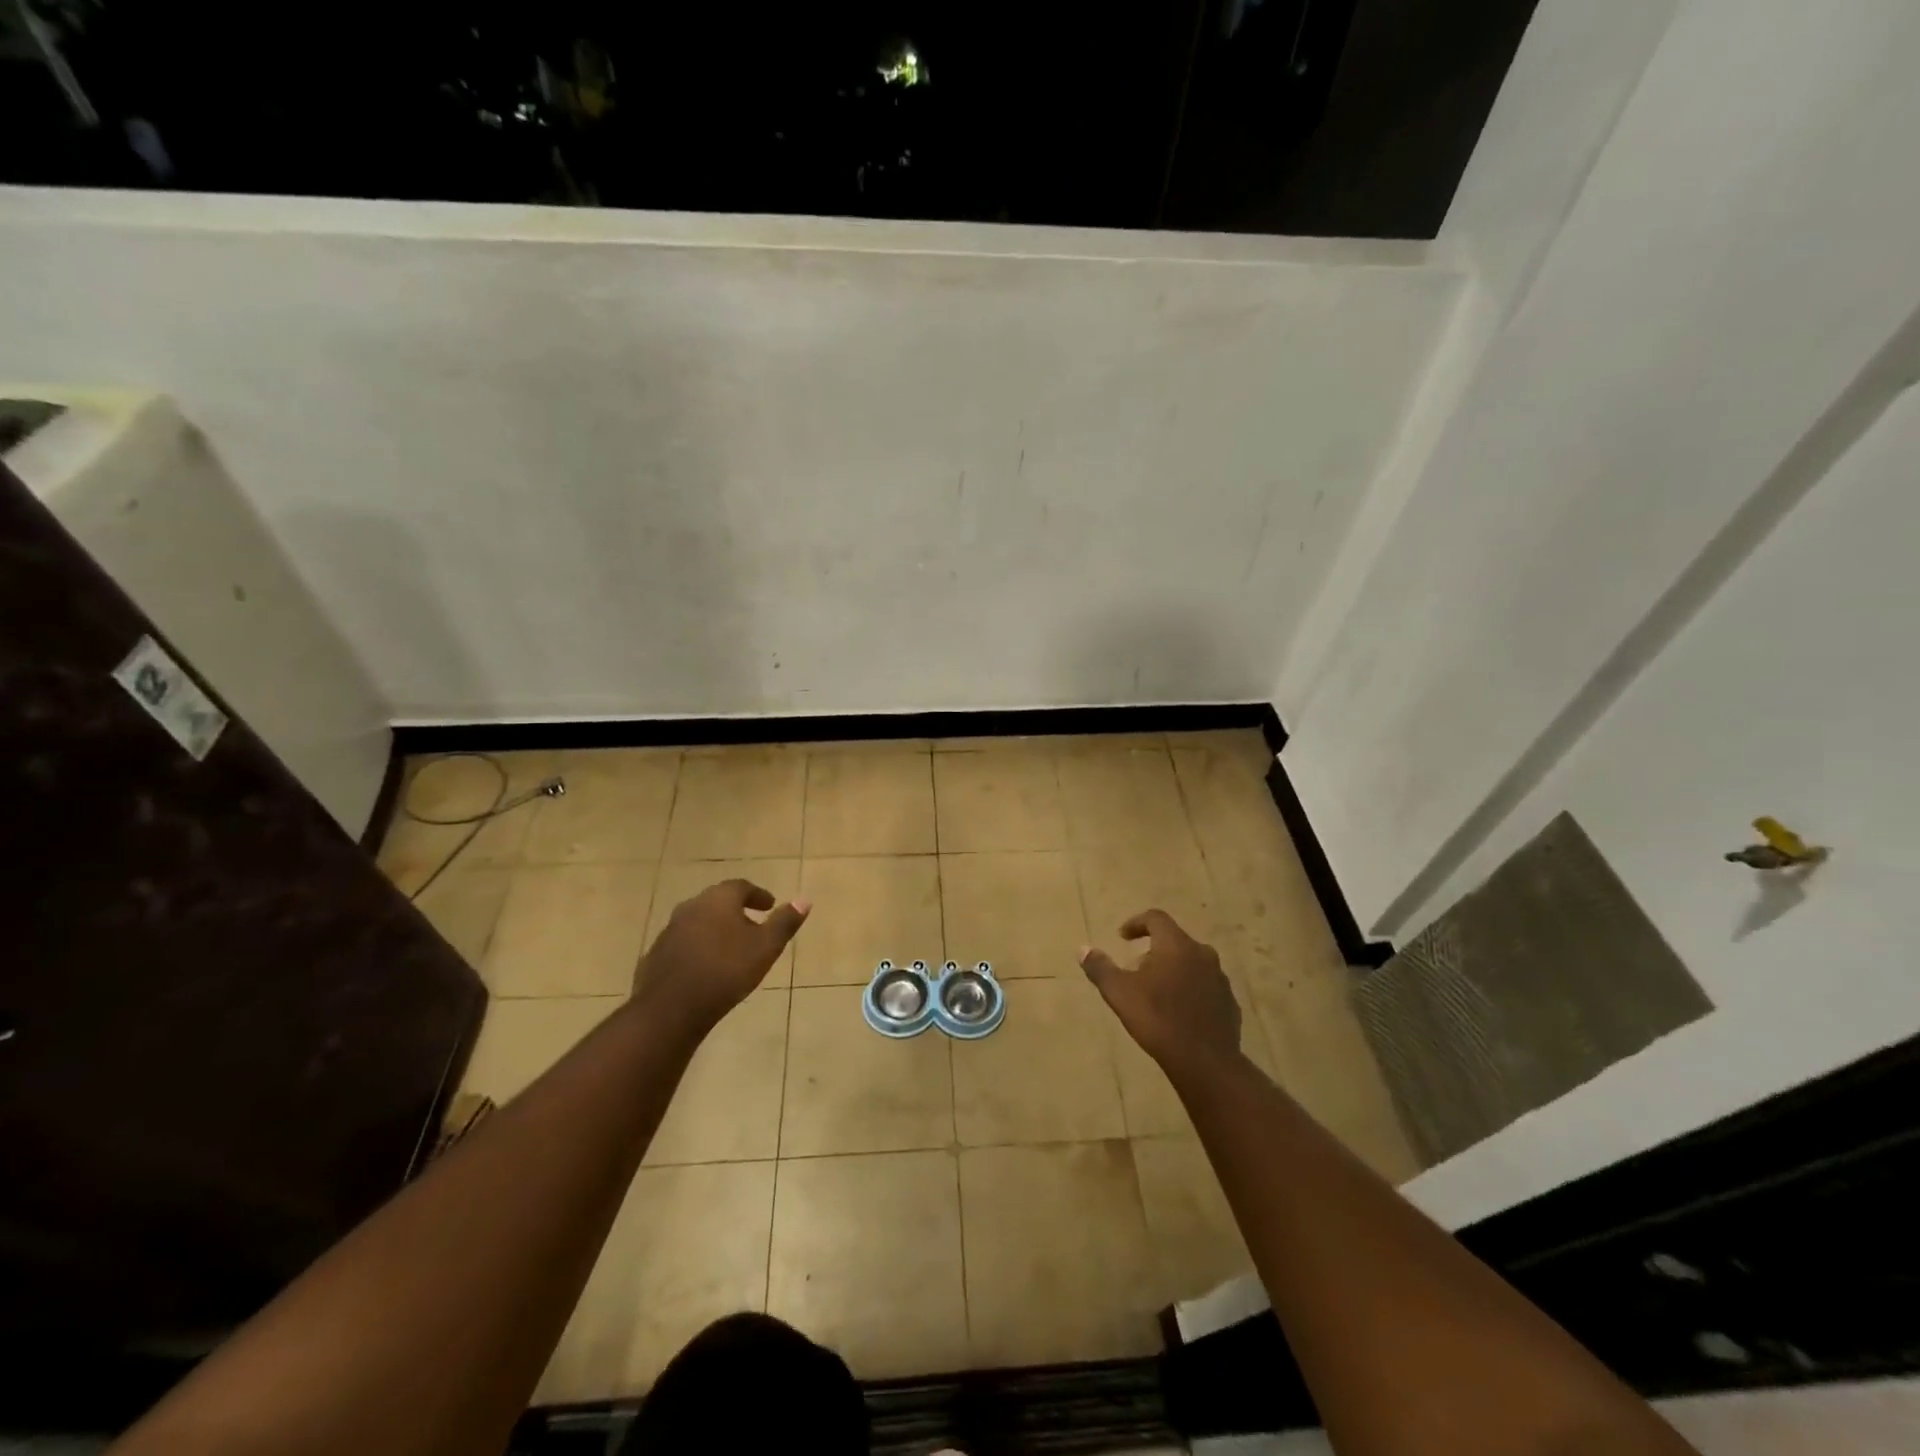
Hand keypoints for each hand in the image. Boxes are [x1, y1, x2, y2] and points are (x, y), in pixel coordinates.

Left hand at [633, 879, 810, 1037]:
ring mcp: (669, 930)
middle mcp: (691, 906)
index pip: (741, 887)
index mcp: (719, 899)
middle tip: (752, 924)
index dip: (758, 895)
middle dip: (735, 910)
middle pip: (717, 902)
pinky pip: (683, 943)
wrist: (670, 1008)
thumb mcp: (766, 947)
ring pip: (698, 922)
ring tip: (730, 947)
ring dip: (715, 929)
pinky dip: (698, 947)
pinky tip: (706, 966)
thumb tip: (805, 900)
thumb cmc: (726, 971)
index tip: (769, 905)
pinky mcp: (656, 954)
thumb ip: (785, 922)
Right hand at [1081, 909, 1241, 1074]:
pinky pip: (1206, 987)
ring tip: (1157, 992)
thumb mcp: (1120, 993)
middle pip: (1175, 941)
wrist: (1205, 1062)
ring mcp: (1220, 979)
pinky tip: (1179, 1012)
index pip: (1156, 918)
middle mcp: (1202, 954)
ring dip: (1174, 970)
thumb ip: (1100, 968)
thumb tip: (1083, 950)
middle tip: (1137, 970)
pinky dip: (1190, 990)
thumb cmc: (1158, 1019)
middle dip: (1154, 950)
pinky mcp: (1230, 1002)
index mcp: (1176, 945)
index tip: (1123, 937)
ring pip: (1192, 963)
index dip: (1136, 923)